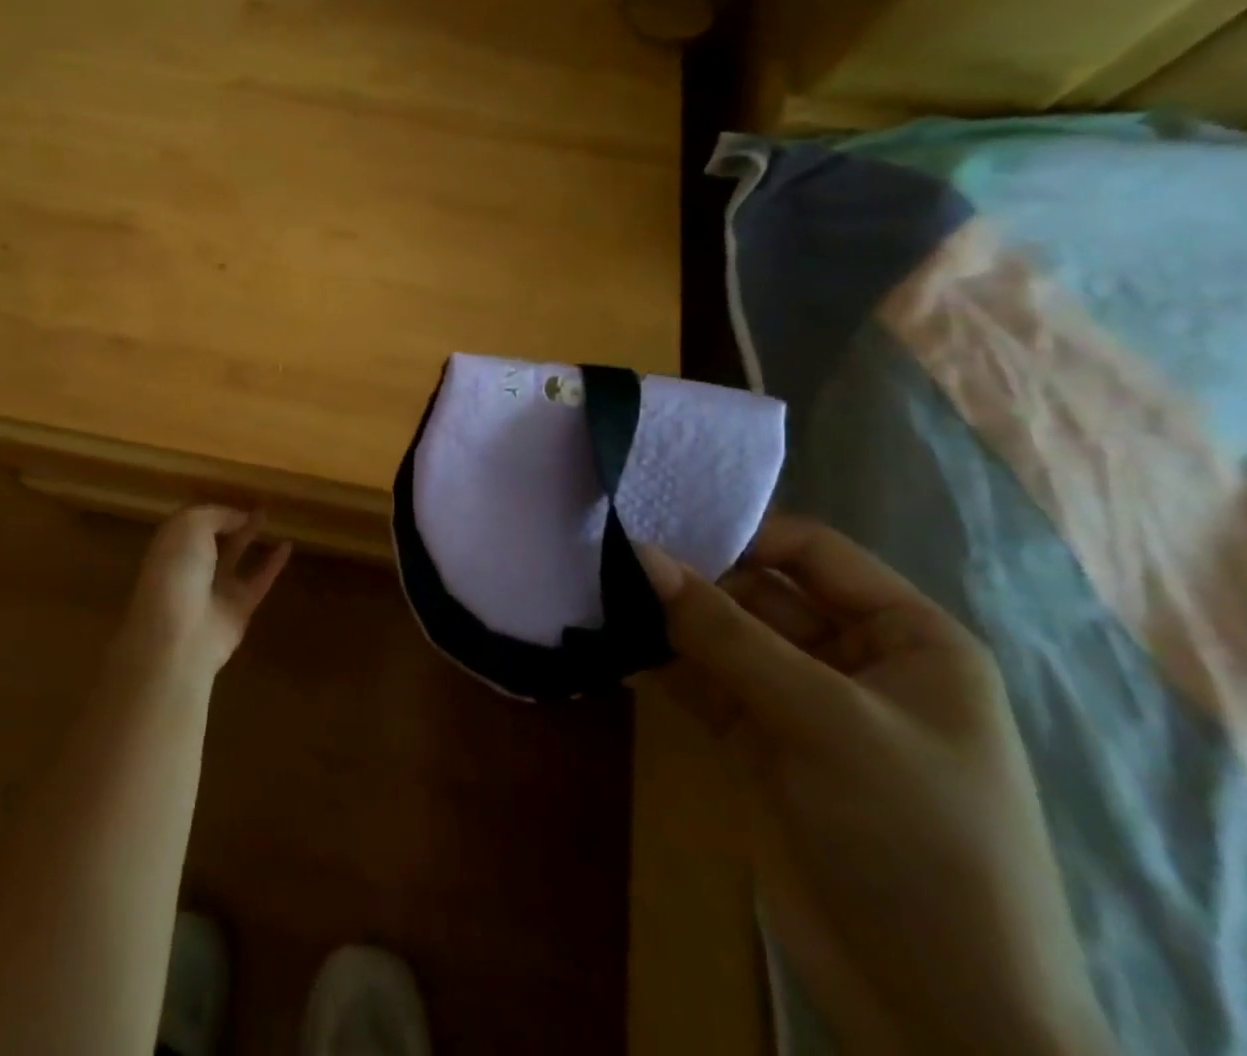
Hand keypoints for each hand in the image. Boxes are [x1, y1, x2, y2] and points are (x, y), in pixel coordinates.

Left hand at [121, 506, 291, 680]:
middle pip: (214, 538)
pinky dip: (273, 564)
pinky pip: (259, 580)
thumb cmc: (178, 571)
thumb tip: (239, 517)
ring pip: (236, 556)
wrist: (179, 635)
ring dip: (251, 537)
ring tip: (271, 516)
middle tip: (256, 502)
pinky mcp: (239, 609)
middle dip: (231, 521)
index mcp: (171, 545)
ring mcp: (214, 589)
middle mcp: (191, 566)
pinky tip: (288, 545)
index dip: (213, 509)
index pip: (192, 522)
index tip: (236, 493)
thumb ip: (217, 515)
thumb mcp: (191, 526)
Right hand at [637, 517, 1113, 1055]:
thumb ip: (726, 632)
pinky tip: (608, 640)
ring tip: (596, 590)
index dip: (740, 534)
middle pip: (758, 591)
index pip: (812, 551)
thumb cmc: (916, 838)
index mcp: (906, 638)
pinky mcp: (758, 744)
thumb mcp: (826, 720)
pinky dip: (660, 662)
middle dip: (691, 578)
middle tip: (610, 558)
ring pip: (723, 636)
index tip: (657, 526)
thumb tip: (638, 553)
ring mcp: (801, 704)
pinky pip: (702, 682)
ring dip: (667, 618)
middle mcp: (852, 659)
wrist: (937, 1013)